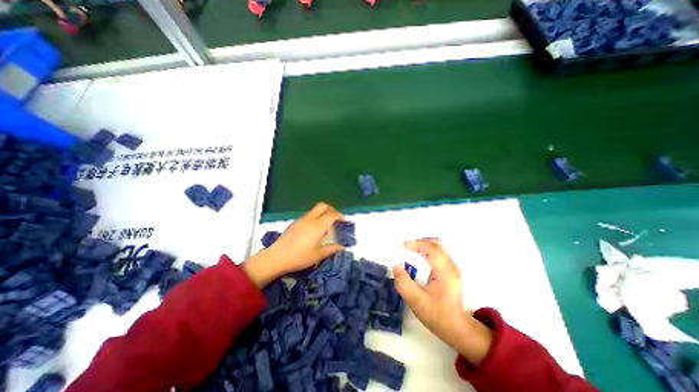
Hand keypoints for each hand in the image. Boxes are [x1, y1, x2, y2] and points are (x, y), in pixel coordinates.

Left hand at [243, 205, 346, 287]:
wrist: (276, 257)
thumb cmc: (299, 257)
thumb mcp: (317, 255)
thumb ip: (331, 249)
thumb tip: (342, 247)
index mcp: (318, 226)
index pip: (332, 215)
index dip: (340, 216)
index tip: (344, 221)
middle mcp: (310, 219)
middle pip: (323, 206)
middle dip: (331, 209)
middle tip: (335, 218)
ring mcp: (301, 220)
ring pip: (315, 209)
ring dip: (323, 212)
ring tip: (326, 225)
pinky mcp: (295, 222)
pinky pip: (309, 214)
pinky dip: (315, 216)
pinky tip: (314, 229)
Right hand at [392, 239, 489, 364]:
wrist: (457, 328)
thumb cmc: (437, 314)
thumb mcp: (416, 301)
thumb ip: (403, 283)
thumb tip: (396, 267)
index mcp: (445, 272)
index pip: (432, 249)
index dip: (417, 244)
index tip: (404, 246)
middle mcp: (451, 266)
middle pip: (437, 244)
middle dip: (421, 242)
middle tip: (408, 247)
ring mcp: (453, 268)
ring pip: (439, 247)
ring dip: (424, 246)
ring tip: (412, 252)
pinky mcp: (451, 271)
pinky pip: (439, 253)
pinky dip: (428, 251)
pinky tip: (420, 260)